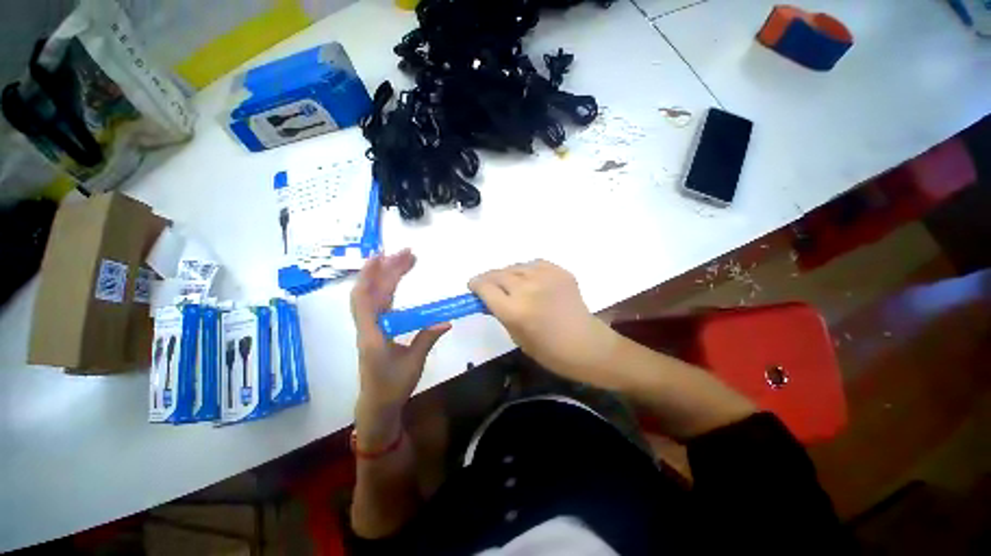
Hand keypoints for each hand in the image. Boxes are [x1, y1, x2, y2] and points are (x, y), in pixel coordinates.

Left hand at [351, 250, 449, 446]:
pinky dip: (388, 287)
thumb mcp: (413, 364)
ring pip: (376, 295)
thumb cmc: (392, 387)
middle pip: (372, 291)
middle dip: (387, 269)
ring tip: (404, 260)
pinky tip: (397, 279)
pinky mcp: (378, 328)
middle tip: (407, 253)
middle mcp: (368, 326)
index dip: (370, 276)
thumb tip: (446, 321)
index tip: (383, 256)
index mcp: (372, 334)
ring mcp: (372, 326)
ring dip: (387, 276)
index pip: (365, 299)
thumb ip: (427, 339)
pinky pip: (380, 302)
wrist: (378, 404)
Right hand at [468, 260, 618, 388]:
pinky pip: (534, 264)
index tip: (473, 287)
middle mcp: (528, 289)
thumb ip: (499, 312)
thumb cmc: (548, 350)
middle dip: (489, 279)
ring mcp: (546, 277)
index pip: (485, 287)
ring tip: (510, 284)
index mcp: (515, 310)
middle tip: (489, 286)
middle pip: (498, 274)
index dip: (476, 285)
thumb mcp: (515, 336)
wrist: (586, 344)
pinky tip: (530, 281)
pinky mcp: (561, 271)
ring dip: (508, 275)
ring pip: (515, 267)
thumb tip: (487, 297)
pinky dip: (527, 271)